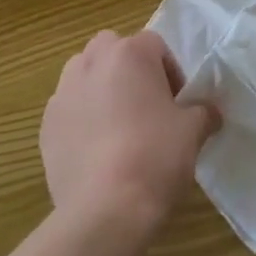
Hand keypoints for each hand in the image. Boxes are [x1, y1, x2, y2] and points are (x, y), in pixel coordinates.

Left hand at [41, 30, 218, 236]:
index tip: (178, 105)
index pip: (155, 45)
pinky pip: (69, 109)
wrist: (104, 209)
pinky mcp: (47, 124)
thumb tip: (209, 112)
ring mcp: (63, 91)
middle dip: (130, 72)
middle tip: (148, 108)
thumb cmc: (154, 157)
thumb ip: (202, 112)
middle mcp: (92, 61)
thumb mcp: (192, 132)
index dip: (170, 72)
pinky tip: (96, 153)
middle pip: (114, 51)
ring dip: (101, 89)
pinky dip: (81, 119)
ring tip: (119, 128)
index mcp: (129, 53)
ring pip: (86, 75)